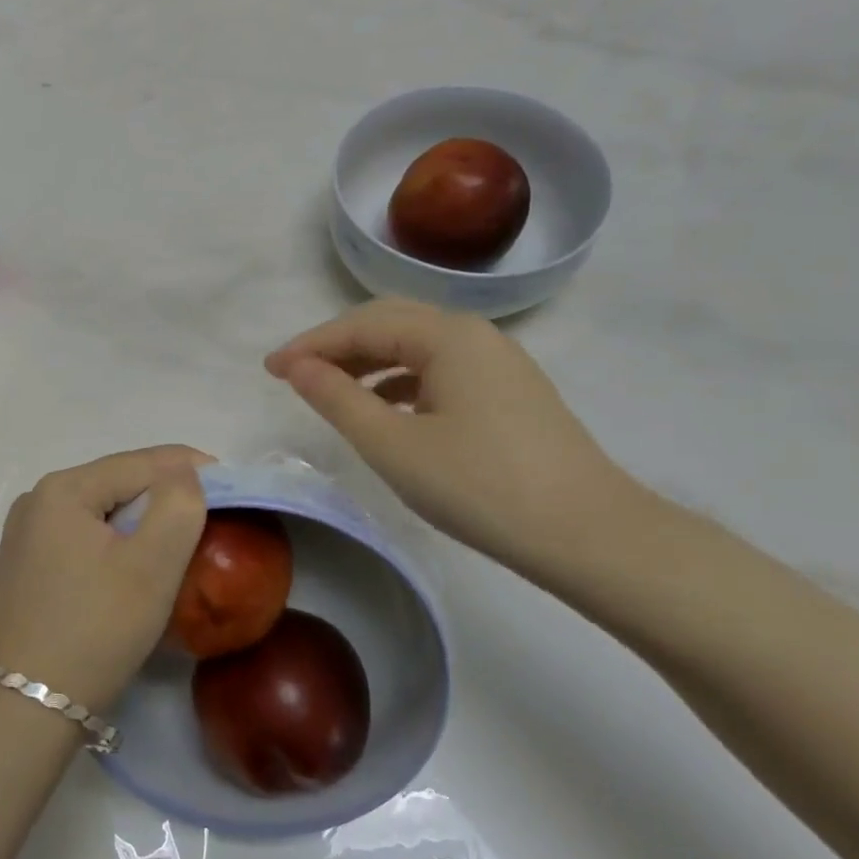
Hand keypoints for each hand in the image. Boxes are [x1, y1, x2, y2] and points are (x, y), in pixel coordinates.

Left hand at [0, 447, 209, 711]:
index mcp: (62, 489)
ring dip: (139, 520)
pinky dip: (112, 543)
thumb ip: (178, 506)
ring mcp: (22, 536)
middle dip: (164, 495)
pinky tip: (130, 567)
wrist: (20, 711)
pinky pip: (79, 538)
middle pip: (117, 483)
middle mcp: (35, 501)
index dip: (191, 467)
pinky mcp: (21, 569)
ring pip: (99, 512)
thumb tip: (183, 473)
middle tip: (209, 515)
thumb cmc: (94, 631)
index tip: (231, 484)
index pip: (140, 462)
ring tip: (177, 540)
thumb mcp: (150, 567)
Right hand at [266, 300, 639, 578]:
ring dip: (368, 361)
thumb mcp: (393, 445)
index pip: (362, 325)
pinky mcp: (509, 393)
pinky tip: (386, 408)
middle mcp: (475, 335)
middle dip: (337, 345)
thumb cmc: (480, 487)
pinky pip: (440, 369)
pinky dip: (401, 380)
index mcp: (448, 336)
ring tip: (331, 391)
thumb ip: (337, 398)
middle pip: (390, 323)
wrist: (589, 535)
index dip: (310, 345)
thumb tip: (296, 366)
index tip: (269, 370)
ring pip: (417, 346)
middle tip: (294, 374)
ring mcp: (498, 363)